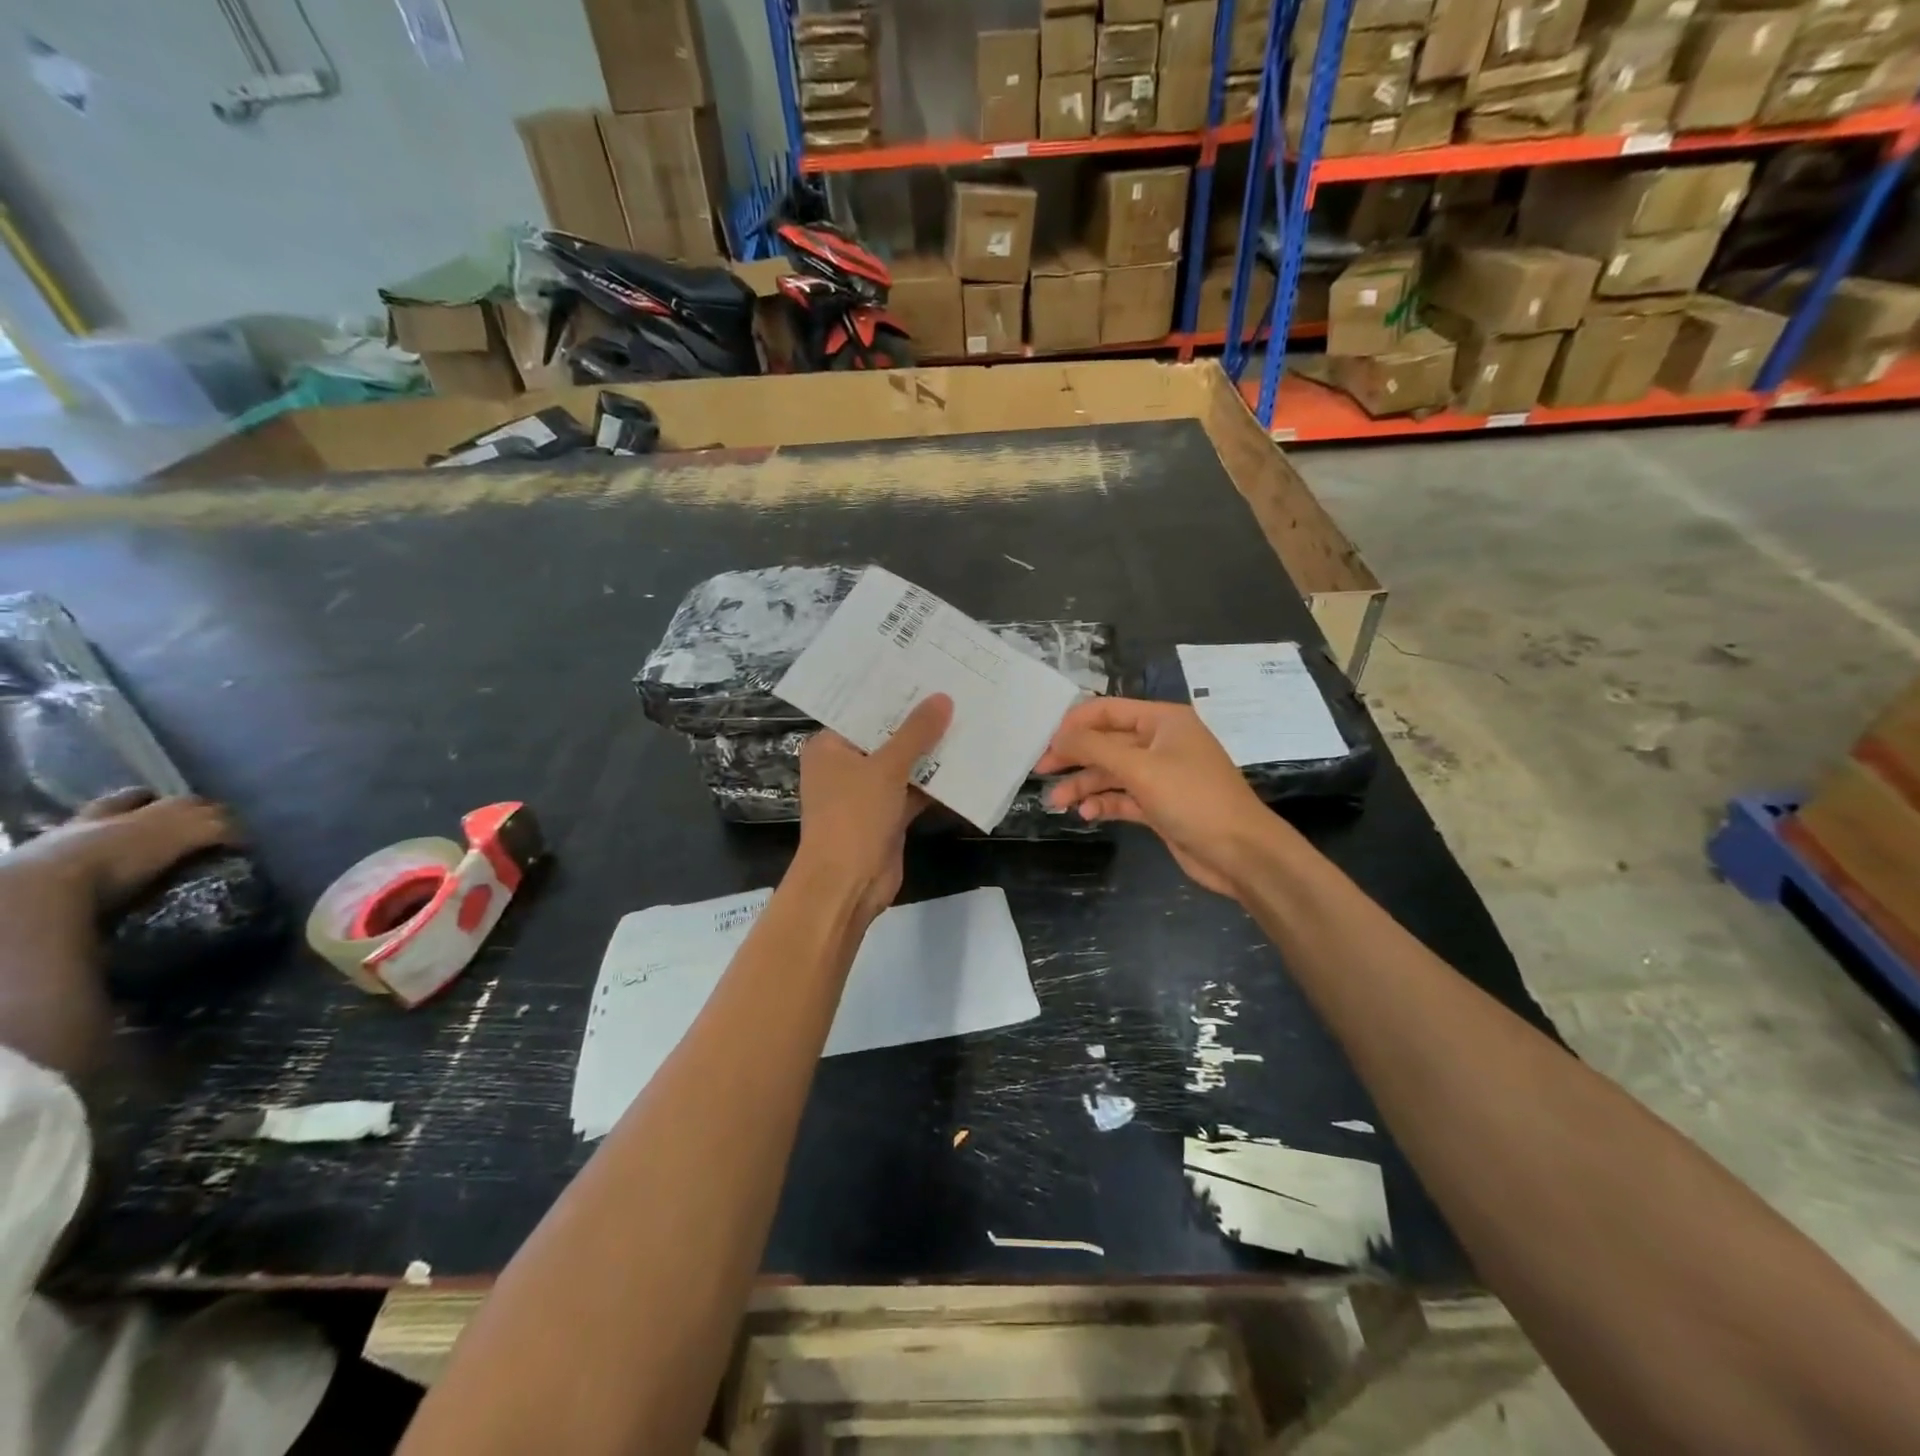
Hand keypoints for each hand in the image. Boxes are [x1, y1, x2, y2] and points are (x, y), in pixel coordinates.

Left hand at [796, 694, 953, 922]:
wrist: (847, 885)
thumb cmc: (854, 817)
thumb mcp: (886, 768)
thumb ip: (916, 733)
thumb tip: (944, 698)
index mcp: (830, 746)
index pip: (863, 710)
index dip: (894, 692)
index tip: (928, 671)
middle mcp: (845, 765)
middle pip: (886, 736)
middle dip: (919, 722)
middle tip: (957, 690)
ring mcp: (867, 792)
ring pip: (904, 764)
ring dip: (932, 752)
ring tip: (969, 719)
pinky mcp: (887, 815)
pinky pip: (914, 790)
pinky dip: (936, 782)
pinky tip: (968, 763)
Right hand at [1037, 698, 1275, 897]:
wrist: (1241, 852)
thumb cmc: (1193, 799)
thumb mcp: (1140, 768)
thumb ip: (1094, 749)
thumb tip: (1058, 737)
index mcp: (1162, 721)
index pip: (1108, 710)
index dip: (1074, 723)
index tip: (1044, 742)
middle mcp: (1160, 743)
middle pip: (1106, 742)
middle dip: (1074, 756)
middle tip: (1040, 771)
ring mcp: (1160, 776)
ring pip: (1111, 773)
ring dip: (1084, 785)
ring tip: (1056, 802)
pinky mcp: (1159, 805)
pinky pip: (1123, 797)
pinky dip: (1104, 803)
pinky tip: (1087, 814)